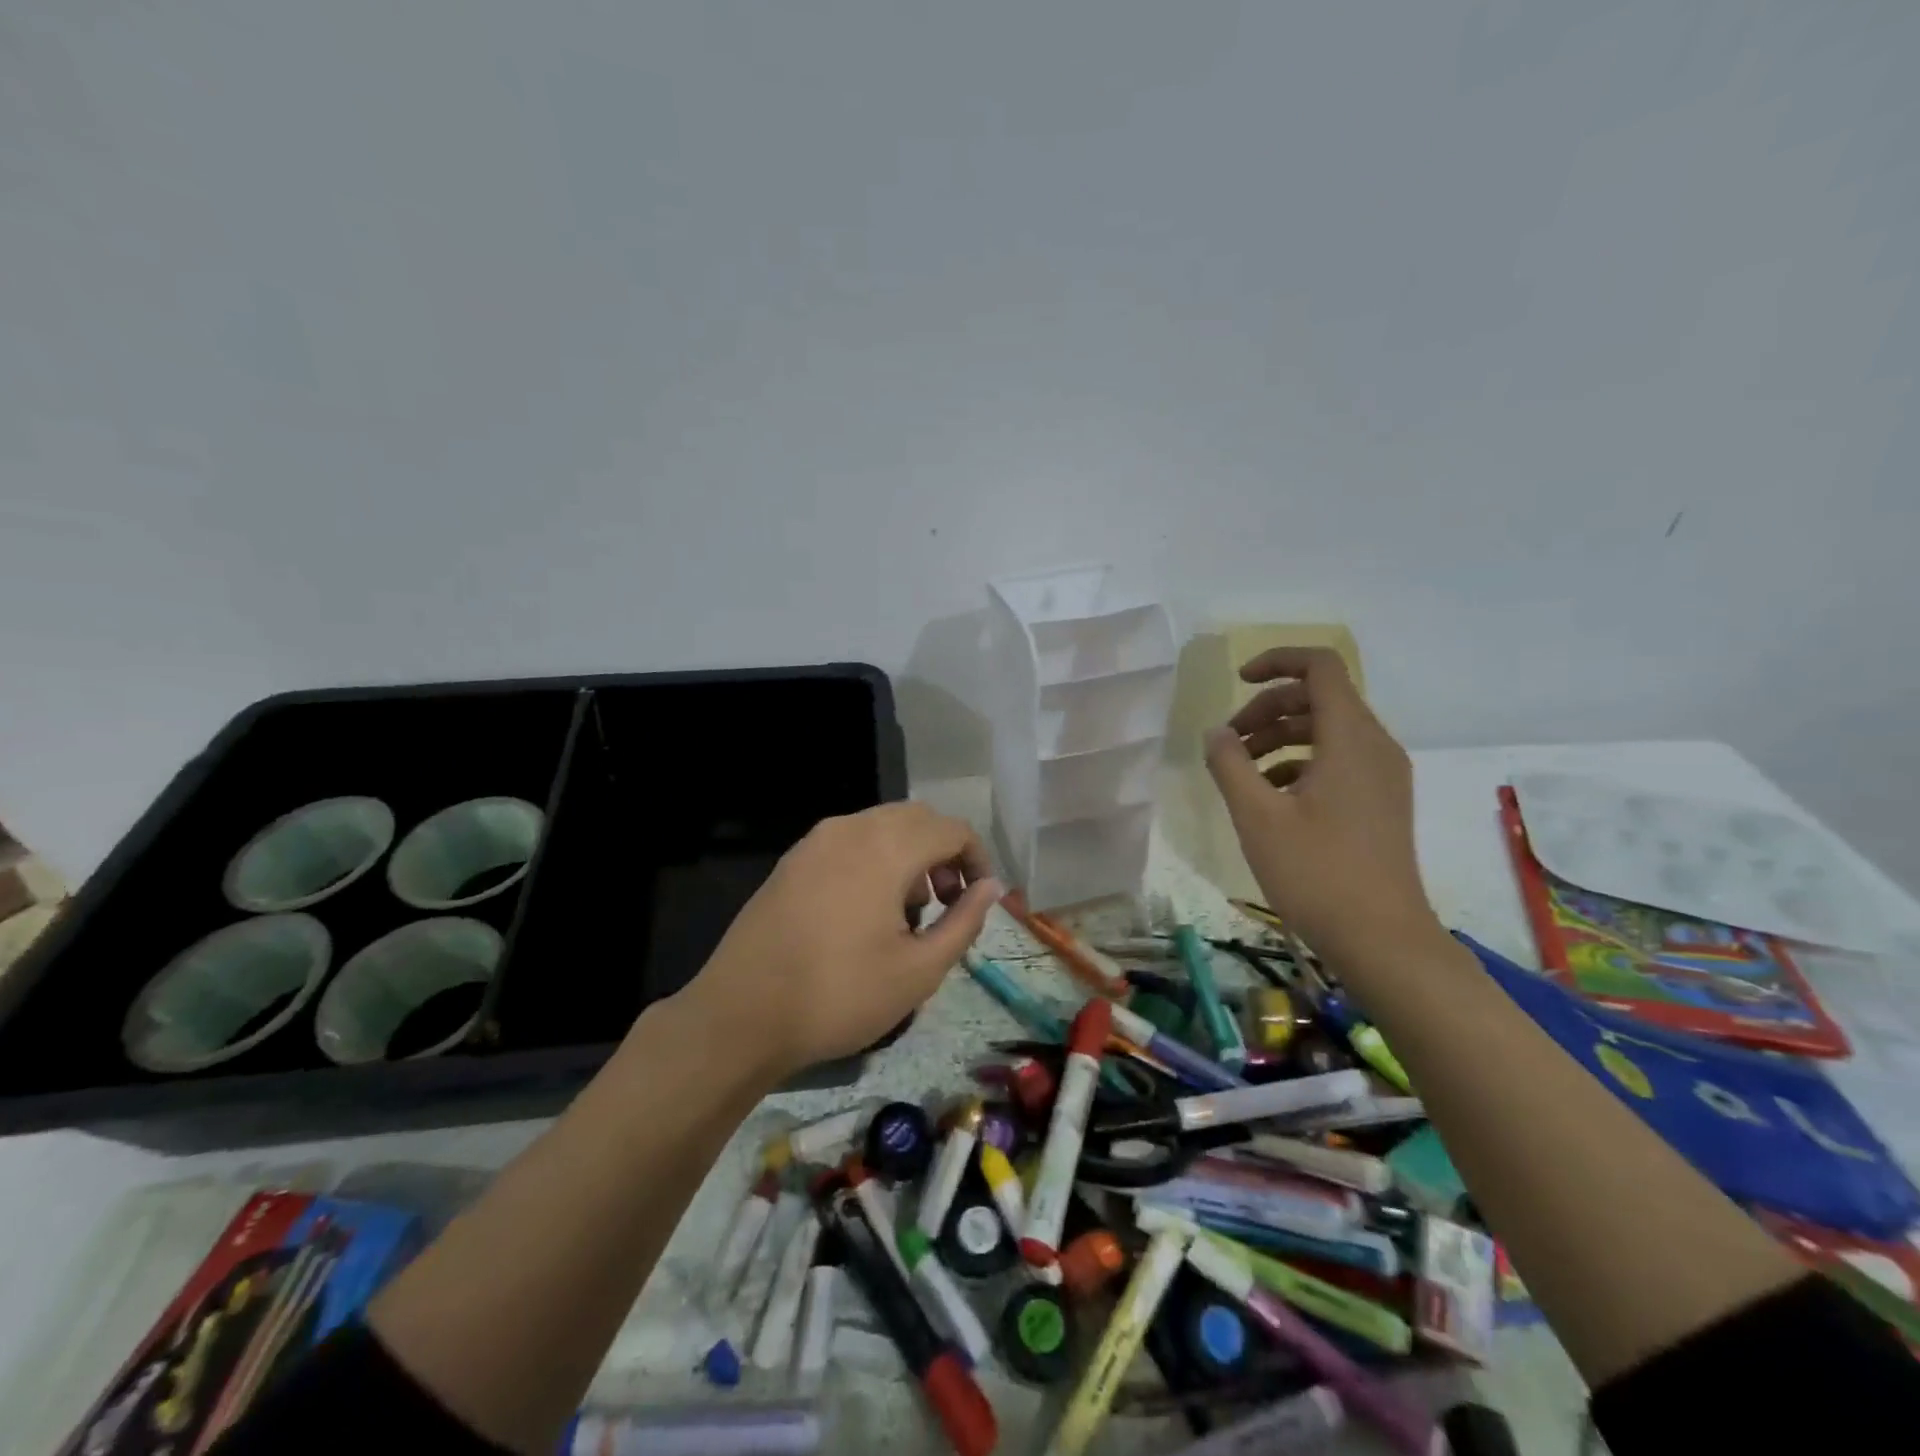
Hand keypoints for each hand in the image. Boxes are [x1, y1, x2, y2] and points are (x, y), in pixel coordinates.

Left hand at [674, 802, 1001, 1081]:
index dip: (977, 859)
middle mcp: (851, 829)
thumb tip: (990, 888)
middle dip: (943, 853)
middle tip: (947, 903)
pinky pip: (848, 841)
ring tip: (907, 912)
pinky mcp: (792, 860)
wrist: (741, 1014)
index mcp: (886, 848)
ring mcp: (815, 841)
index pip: (951, 830)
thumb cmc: (839, 995)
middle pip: (916, 819)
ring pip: (880, 826)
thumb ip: (964, 922)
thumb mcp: (919, 970)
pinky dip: (874, 858)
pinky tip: (864, 910)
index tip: (978, 899)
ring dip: (908, 854)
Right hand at [1203, 648, 1442, 962]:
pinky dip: (1299, 763)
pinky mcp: (1381, 802)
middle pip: (1319, 699)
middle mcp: (1374, 746)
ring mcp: (1382, 776)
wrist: (1382, 939)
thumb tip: (1216, 732)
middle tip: (1229, 743)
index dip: (1276, 661)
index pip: (1320, 667)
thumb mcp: (1257, 816)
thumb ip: (1229, 764)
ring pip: (1327, 731)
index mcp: (1350, 738)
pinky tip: (1268, 797)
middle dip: (1268, 709)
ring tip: (1240, 771)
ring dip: (1280, 738)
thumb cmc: (1317, 873)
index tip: (1238, 682)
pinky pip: (1337, 760)